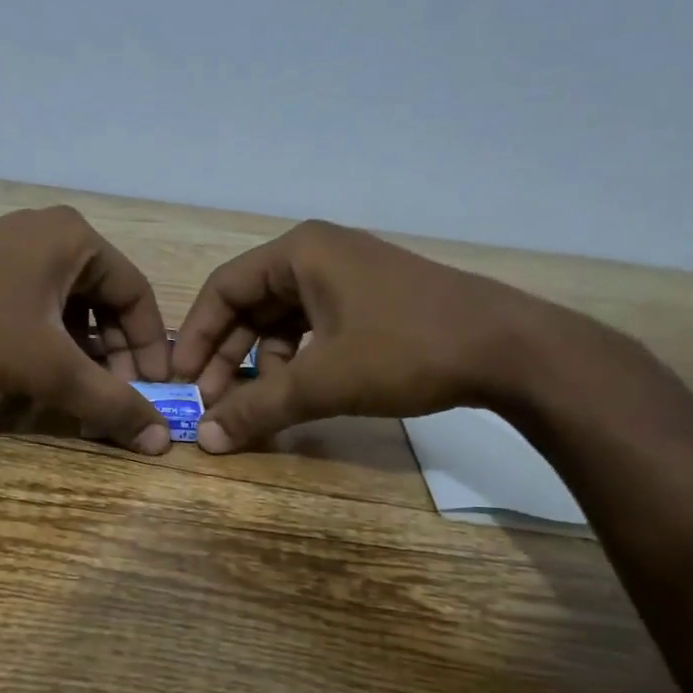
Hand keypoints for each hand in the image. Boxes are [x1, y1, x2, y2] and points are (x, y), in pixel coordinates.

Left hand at [0, 207, 175, 452]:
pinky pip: (35, 307)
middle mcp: (50, 235)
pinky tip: (39, 378)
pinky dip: (48, 344)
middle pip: (104, 301)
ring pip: (68, 308)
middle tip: (114, 399)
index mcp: (78, 240)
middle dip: (114, 356)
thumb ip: (108, 402)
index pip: (138, 295)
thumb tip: (159, 441)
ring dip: (81, 355)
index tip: (152, 393)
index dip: (150, 348)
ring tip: (79, 396)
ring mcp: (12, 249)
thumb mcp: (50, 367)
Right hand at [171, 220, 581, 452]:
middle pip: (251, 304)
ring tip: (256, 405)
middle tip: (212, 402)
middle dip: (227, 354)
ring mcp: (349, 276)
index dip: (196, 336)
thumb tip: (204, 440)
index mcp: (300, 252)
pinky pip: (314, 328)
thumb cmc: (407, 350)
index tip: (181, 381)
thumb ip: (259, 408)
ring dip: (261, 363)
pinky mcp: (372, 301)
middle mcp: (320, 254)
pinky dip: (297, 360)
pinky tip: (298, 392)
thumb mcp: (324, 381)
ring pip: (282, 320)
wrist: (511, 350)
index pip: (223, 288)